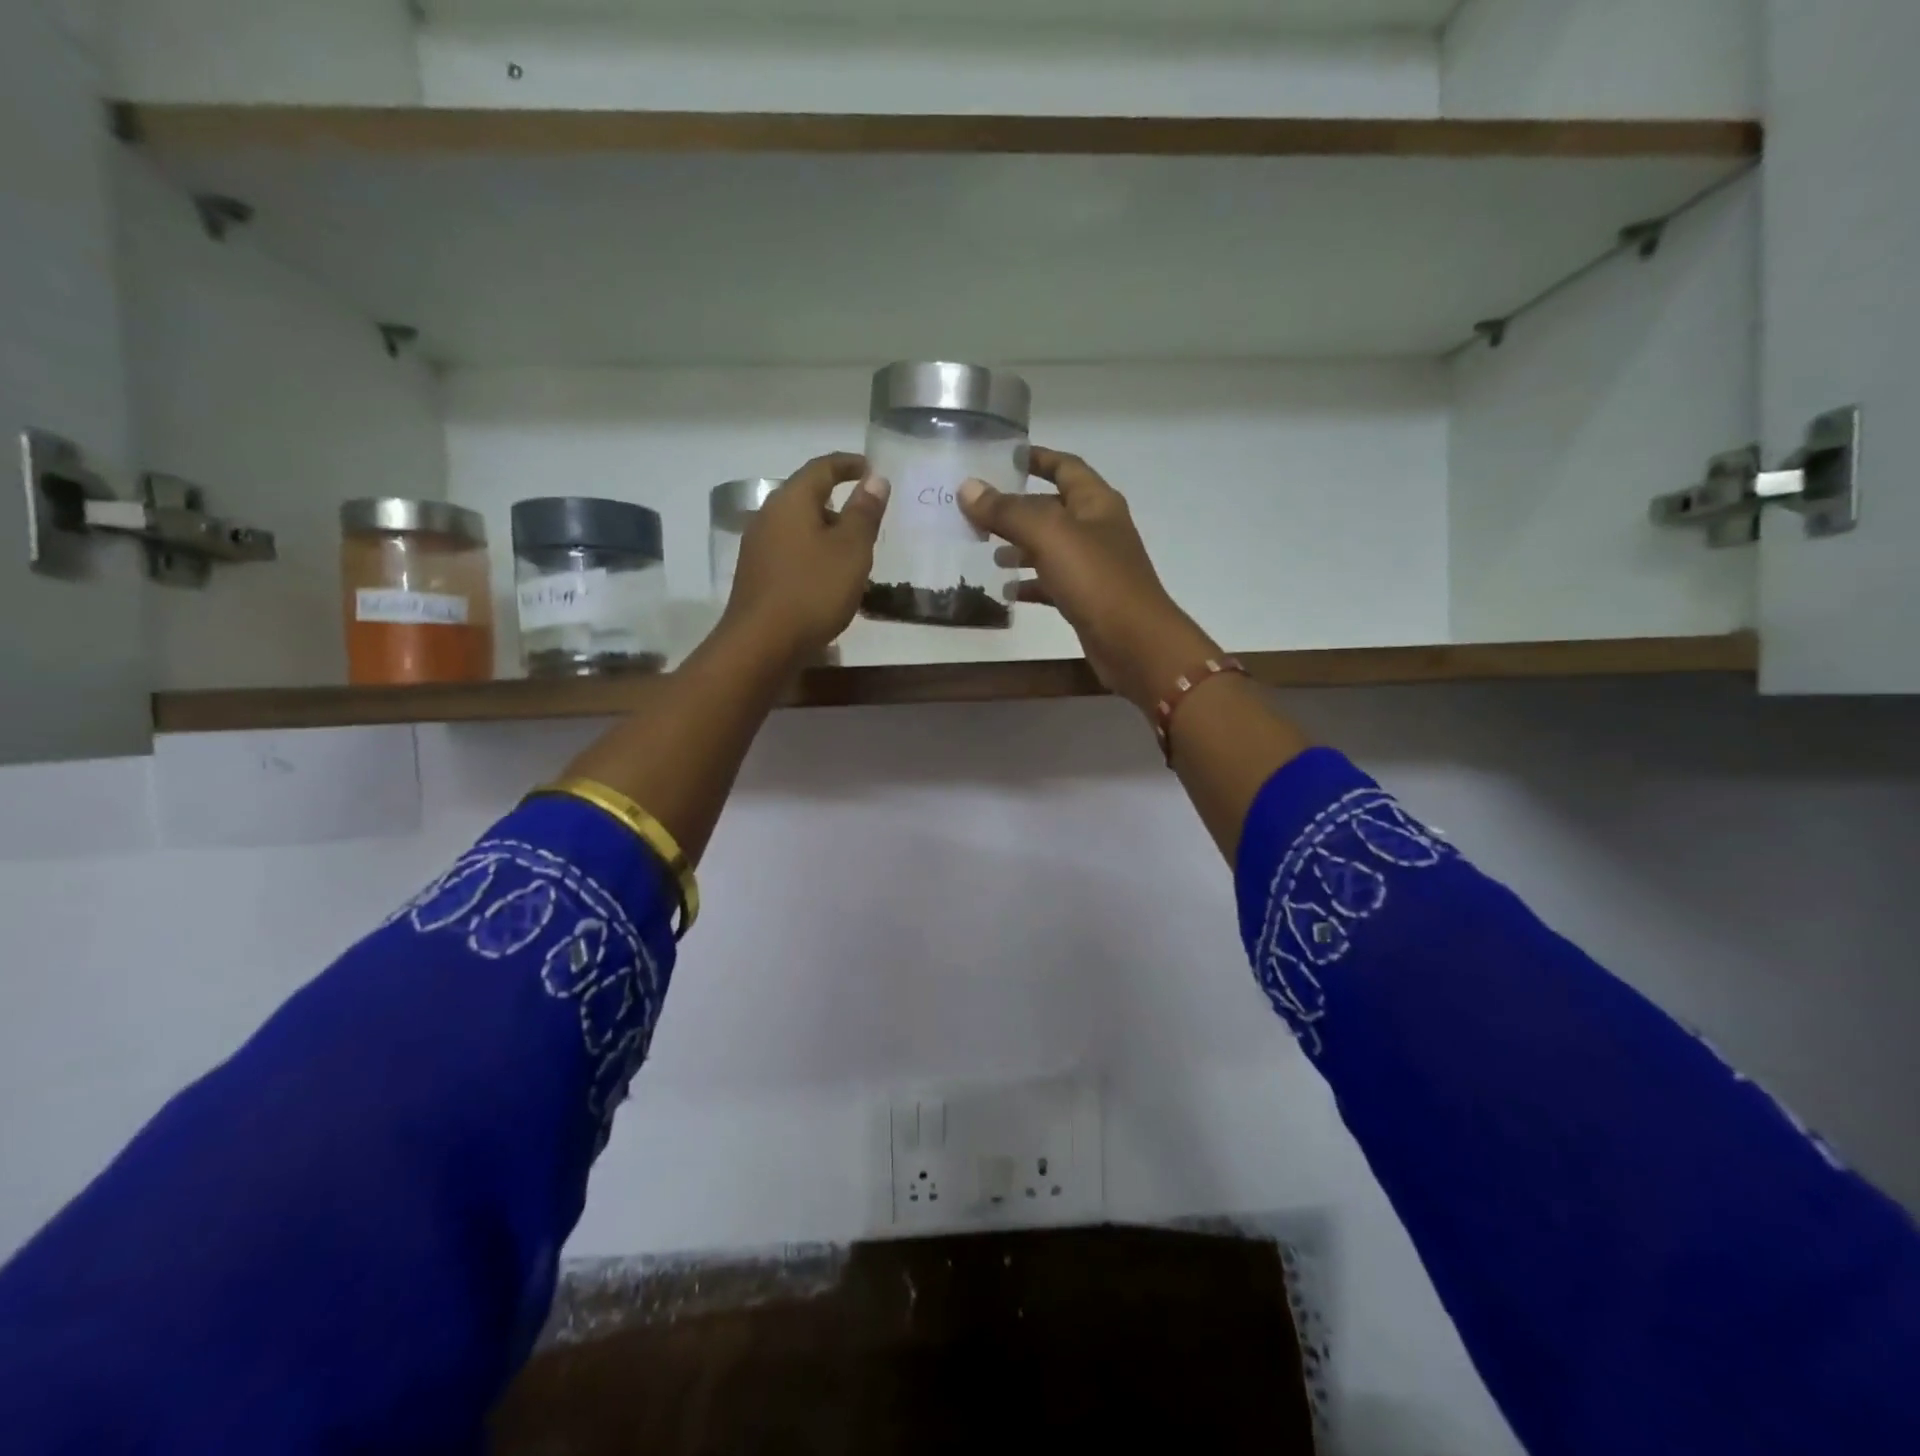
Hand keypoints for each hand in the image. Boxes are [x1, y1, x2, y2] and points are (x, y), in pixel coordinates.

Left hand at [720, 452, 889, 665]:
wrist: (762, 644)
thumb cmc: (813, 591)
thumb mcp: (851, 550)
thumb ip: (864, 513)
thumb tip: (875, 479)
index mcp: (791, 501)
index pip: (821, 468)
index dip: (847, 465)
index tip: (870, 468)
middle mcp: (768, 516)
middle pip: (805, 497)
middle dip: (837, 502)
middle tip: (866, 517)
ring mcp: (757, 547)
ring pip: (797, 527)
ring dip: (825, 532)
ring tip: (852, 552)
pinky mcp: (756, 576)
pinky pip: (790, 552)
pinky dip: (812, 554)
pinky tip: (827, 578)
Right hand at [958, 448, 1219, 712]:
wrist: (1134, 643)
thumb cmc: (1096, 579)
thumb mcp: (1049, 536)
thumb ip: (1007, 511)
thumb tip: (967, 488)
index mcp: (1096, 503)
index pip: (1065, 467)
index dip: (1038, 458)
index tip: (1005, 458)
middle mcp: (1097, 529)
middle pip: (1053, 509)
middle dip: (1018, 509)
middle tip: (979, 513)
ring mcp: (1093, 566)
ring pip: (1050, 548)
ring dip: (1020, 547)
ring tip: (988, 553)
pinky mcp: (1087, 599)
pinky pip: (1053, 583)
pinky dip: (1030, 584)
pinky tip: (1007, 592)